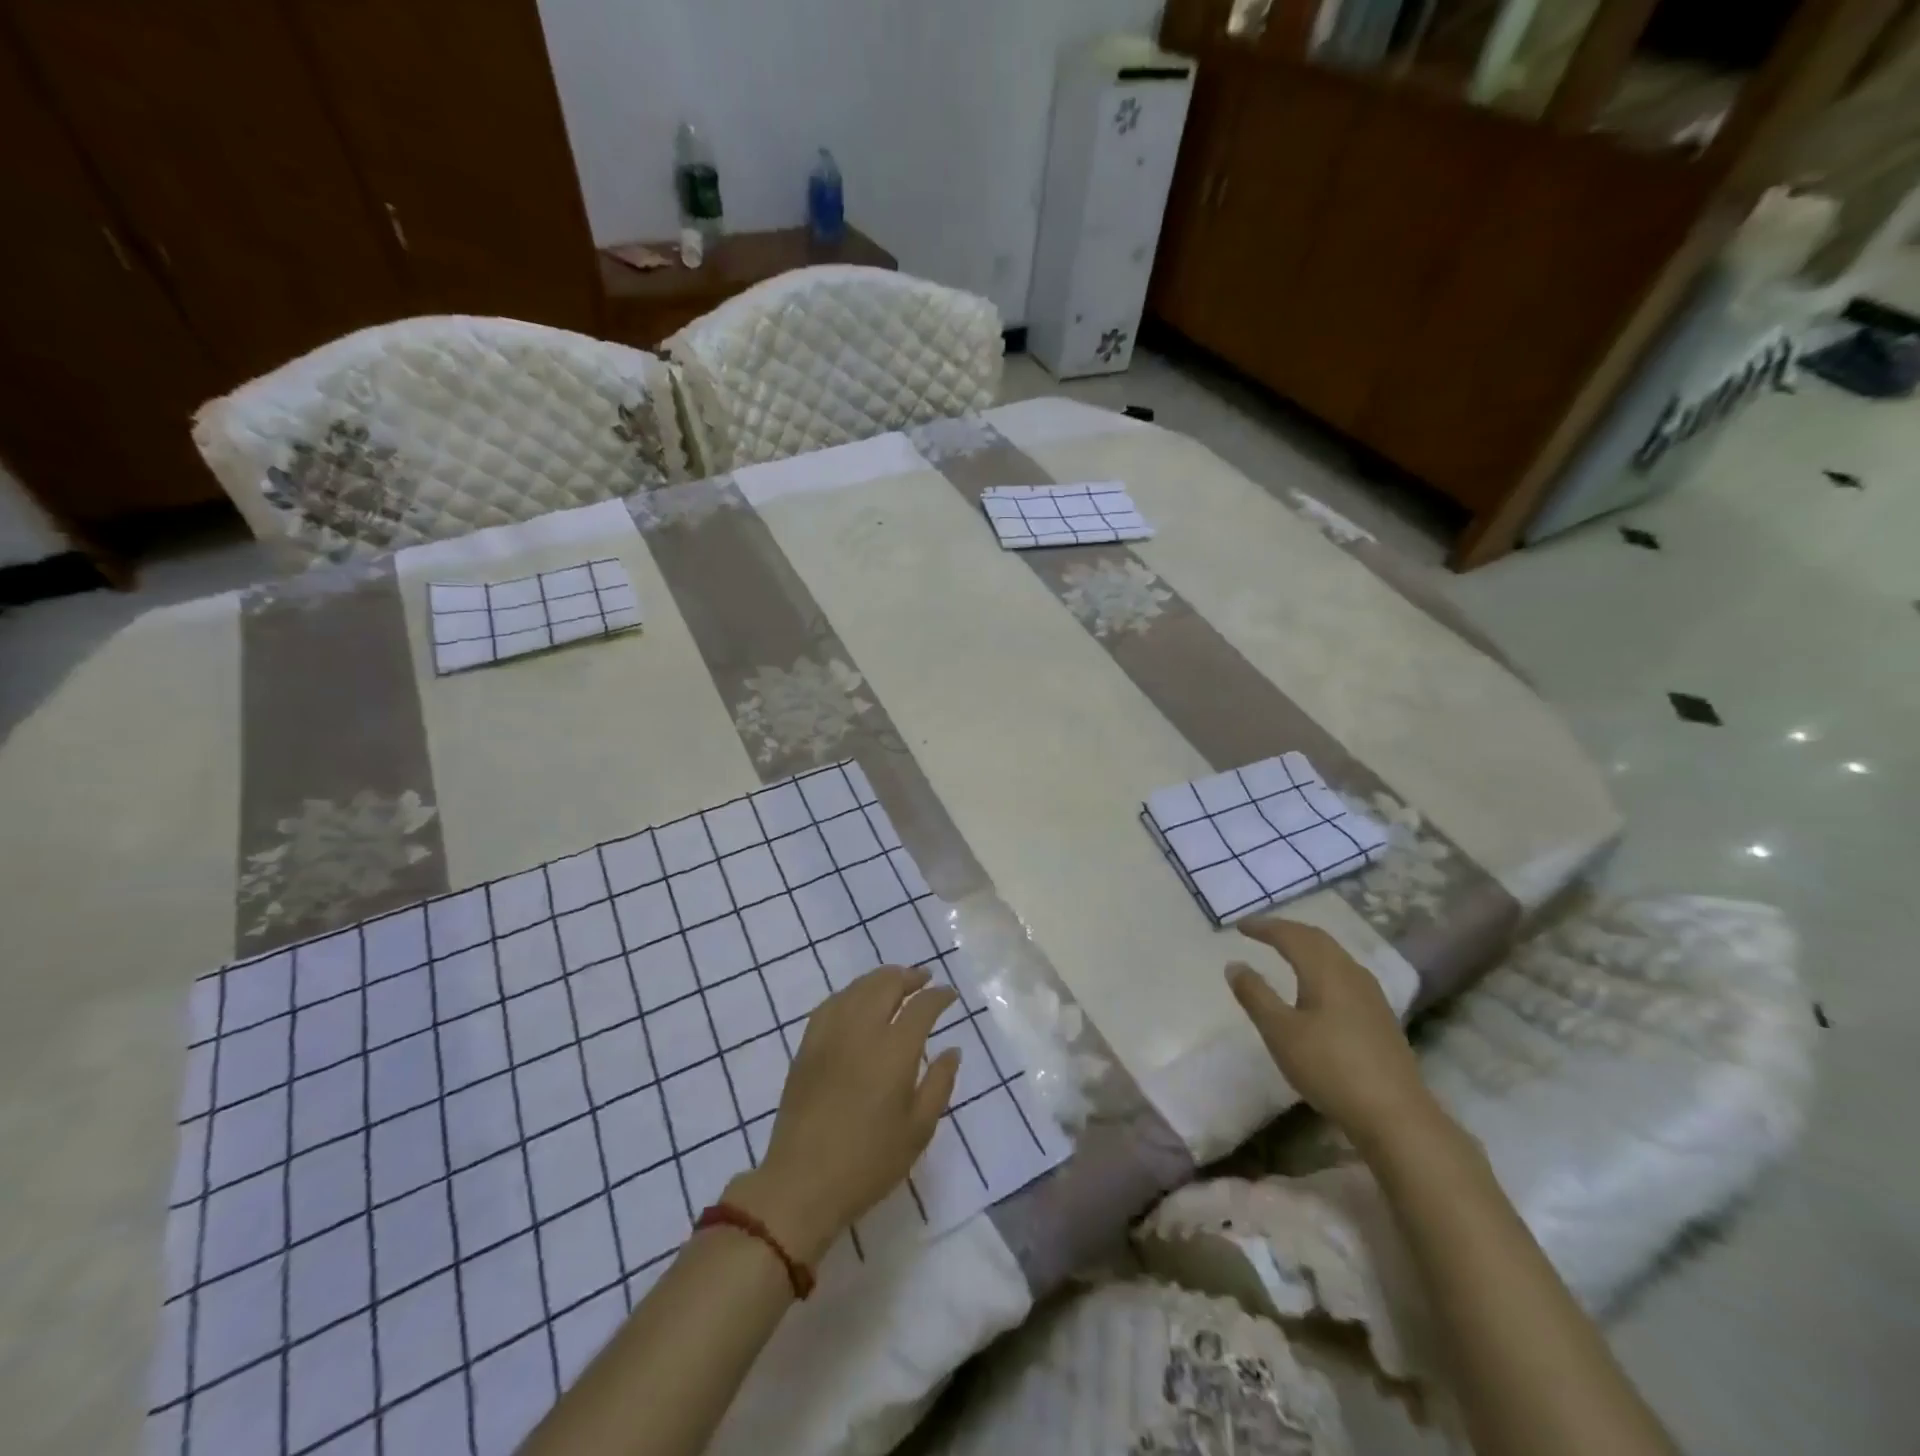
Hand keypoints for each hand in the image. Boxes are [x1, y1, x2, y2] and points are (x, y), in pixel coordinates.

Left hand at [726, 965, 959, 1264]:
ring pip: (857, 988)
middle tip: (924, 978)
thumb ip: (939, 1084)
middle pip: (886, 985)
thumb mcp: (918, 1130)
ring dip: (880, 979)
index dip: (939, 996)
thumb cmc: (869, 1162)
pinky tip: (856, 1000)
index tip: (950, 994)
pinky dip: (850, 993)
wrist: (802, 1182)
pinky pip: (831, 1003)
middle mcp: (862, 1030)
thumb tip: (952, 1050)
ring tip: (895, 982)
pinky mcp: (807, 1046)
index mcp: (894, 1050)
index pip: (922, 1007)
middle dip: (909, 976)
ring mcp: (830, 1034)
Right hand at [1226, 918, 1436, 1151]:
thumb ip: (1255, 995)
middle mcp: (1351, 973)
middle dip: (1287, 930)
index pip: (1291, 935)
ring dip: (1306, 946)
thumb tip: (1234, 964)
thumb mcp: (1280, 1032)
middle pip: (1317, 938)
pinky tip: (1318, 986)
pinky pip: (1344, 973)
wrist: (1396, 1115)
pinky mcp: (1380, 1016)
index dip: (1264, 927)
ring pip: (1334, 955)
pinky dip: (1321, 965)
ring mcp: (1371, 995)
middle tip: (1260, 931)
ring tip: (1285, 951)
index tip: (1239, 926)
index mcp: (1325, 970)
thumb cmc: (1330, 1068)